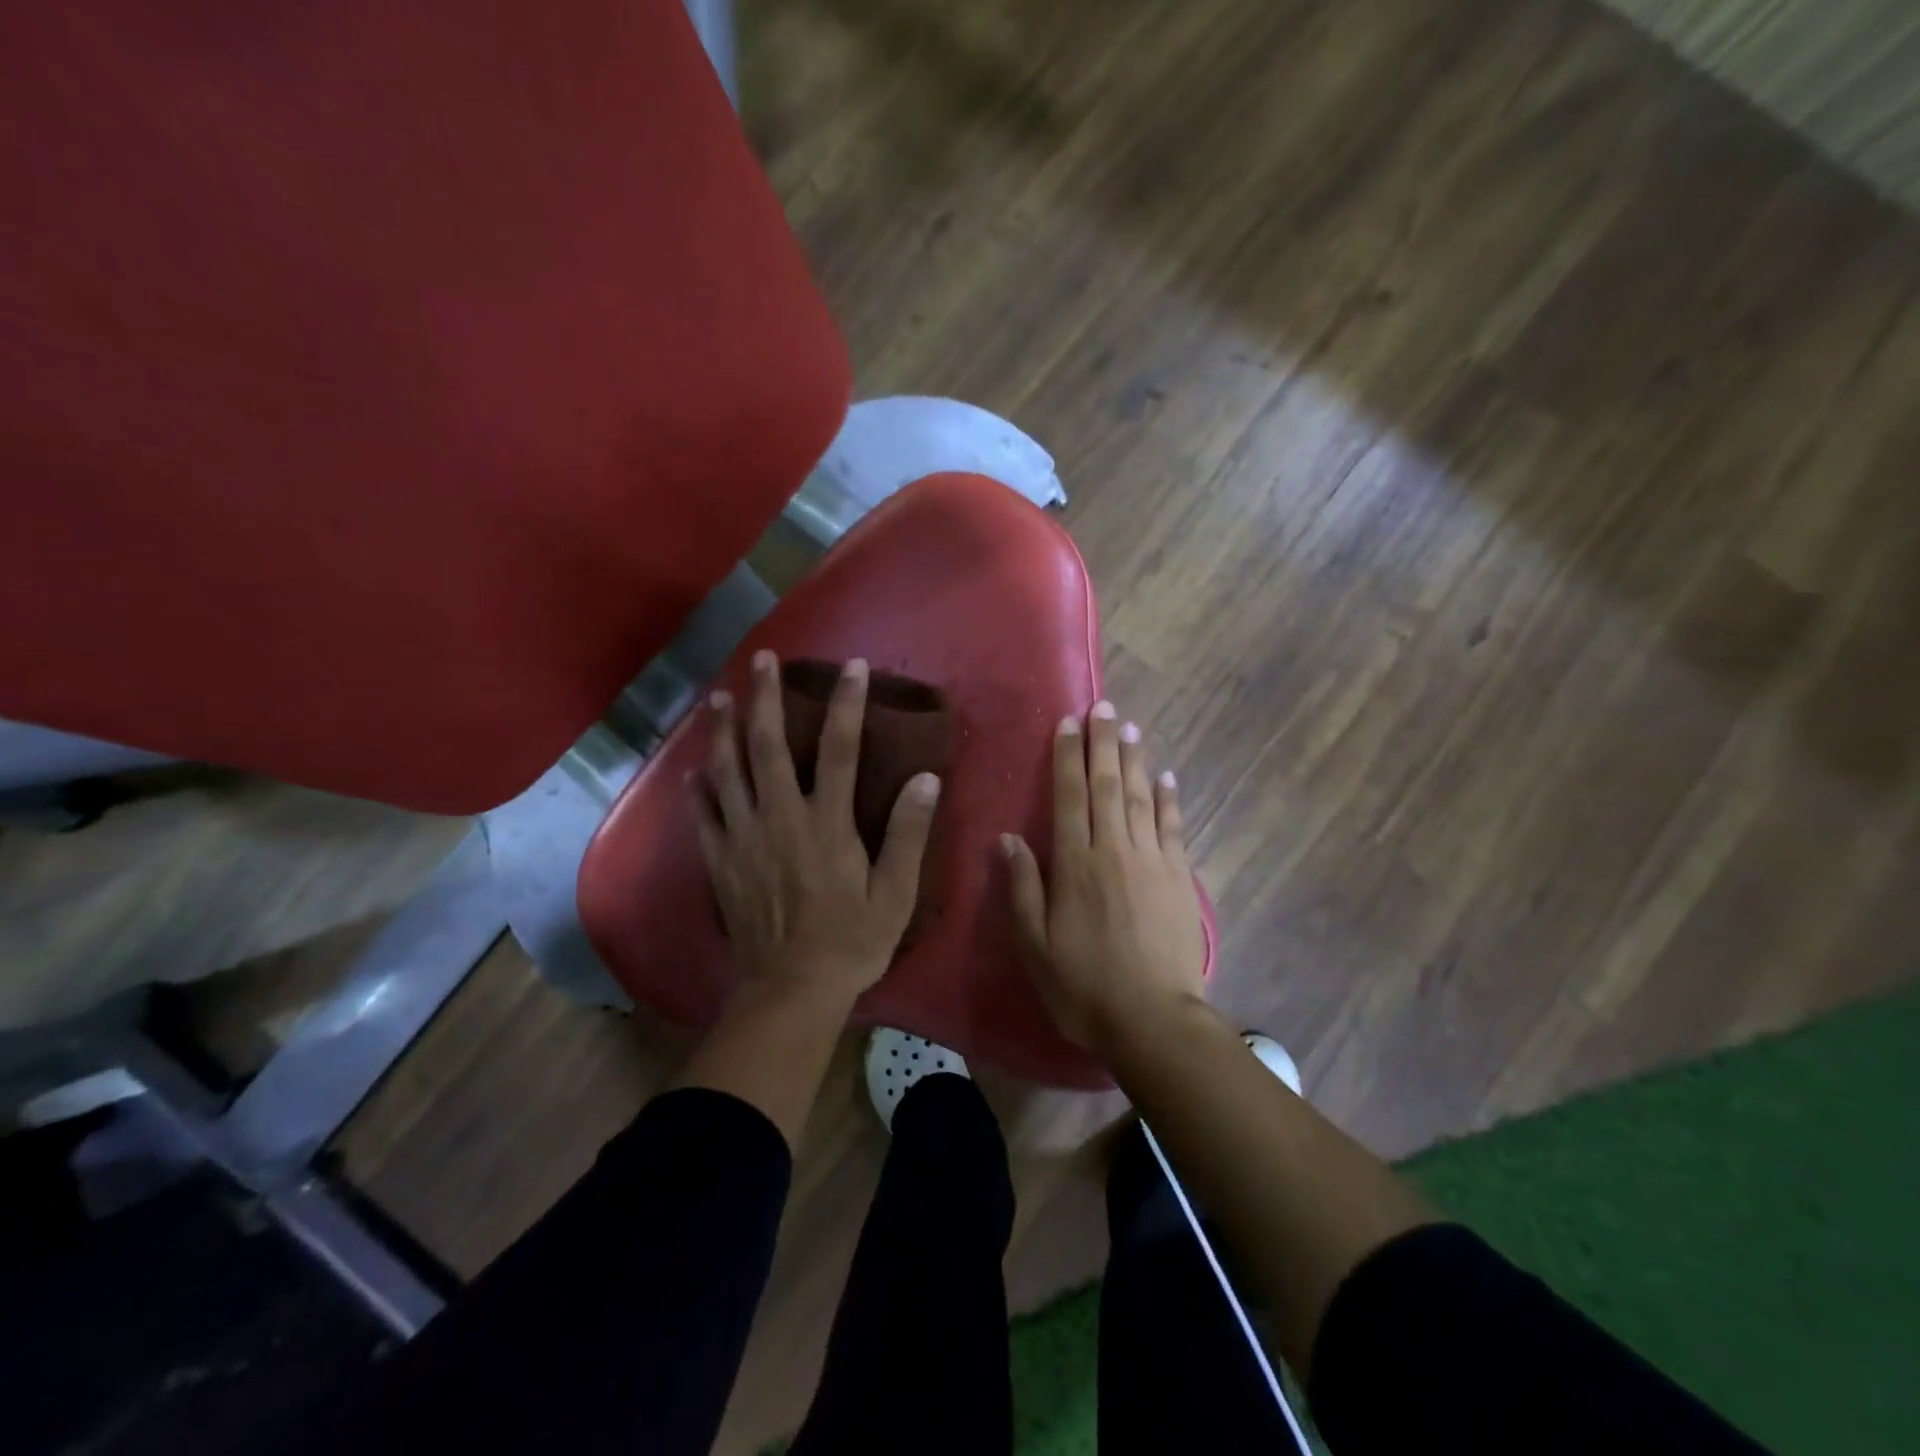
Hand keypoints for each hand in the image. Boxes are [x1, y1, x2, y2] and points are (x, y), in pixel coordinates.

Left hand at [692, 649, 939, 1005]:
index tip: (852, 666)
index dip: (846, 704)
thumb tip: (926, 780)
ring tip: (721, 697)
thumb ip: (909, 835)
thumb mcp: (895, 894)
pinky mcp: (719, 861)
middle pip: (768, 746)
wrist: (790, 991)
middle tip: (764, 659)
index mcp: (827, 825)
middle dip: (766, 697)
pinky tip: (695, 766)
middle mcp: (780, 819)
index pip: (839, 750)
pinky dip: (698, 785)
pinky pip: (702, 813)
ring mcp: (742, 839)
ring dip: (724, 730)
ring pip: (727, 771)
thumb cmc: (851, 942)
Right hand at [1003, 701, 1206, 1053]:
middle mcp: (1114, 851)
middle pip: (1108, 786)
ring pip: (1141, 798)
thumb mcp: (1035, 945)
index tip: (1067, 723)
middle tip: (1103, 707)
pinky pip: (1174, 828)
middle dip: (1103, 743)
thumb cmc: (1083, 986)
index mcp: (1076, 864)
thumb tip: (1009, 838)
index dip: (1067, 757)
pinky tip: (1168, 778)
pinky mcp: (1179, 878)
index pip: (1070, 797)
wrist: (1153, 1021)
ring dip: (1135, 760)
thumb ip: (1022, 887)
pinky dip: (1170, 800)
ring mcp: (1152, 861)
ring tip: (1130, 728)